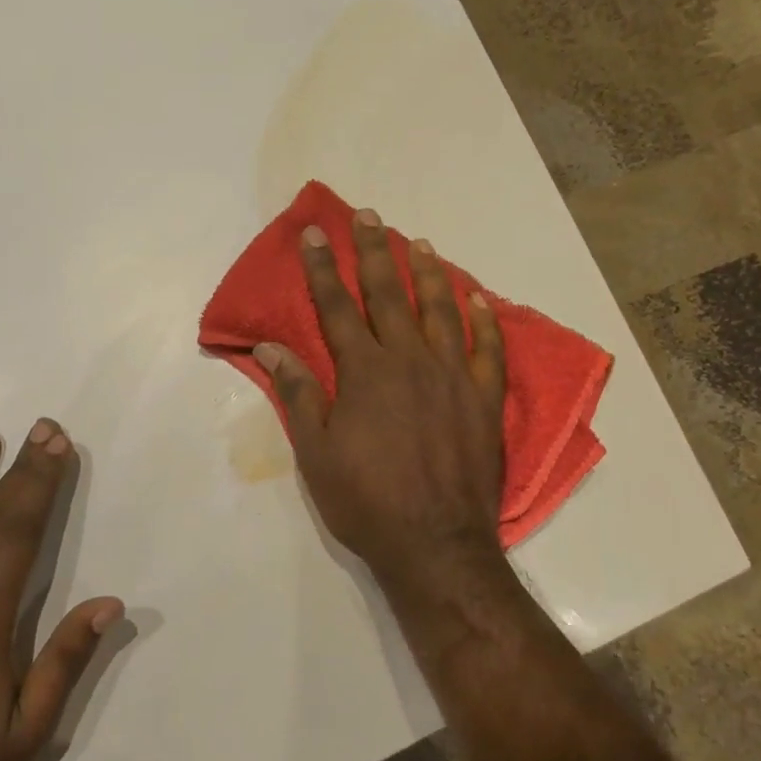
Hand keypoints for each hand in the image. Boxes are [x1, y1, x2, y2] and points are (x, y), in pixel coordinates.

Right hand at [255, 207, 506, 588]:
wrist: (436, 544)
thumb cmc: (367, 502)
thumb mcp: (317, 455)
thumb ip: (299, 396)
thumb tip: (272, 349)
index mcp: (365, 373)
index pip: (337, 307)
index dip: (322, 268)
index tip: (314, 233)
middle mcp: (410, 361)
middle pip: (389, 294)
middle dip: (374, 252)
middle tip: (370, 215)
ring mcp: (454, 376)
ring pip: (441, 309)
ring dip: (428, 272)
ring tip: (419, 242)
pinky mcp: (485, 398)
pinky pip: (489, 348)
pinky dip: (484, 319)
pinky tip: (479, 297)